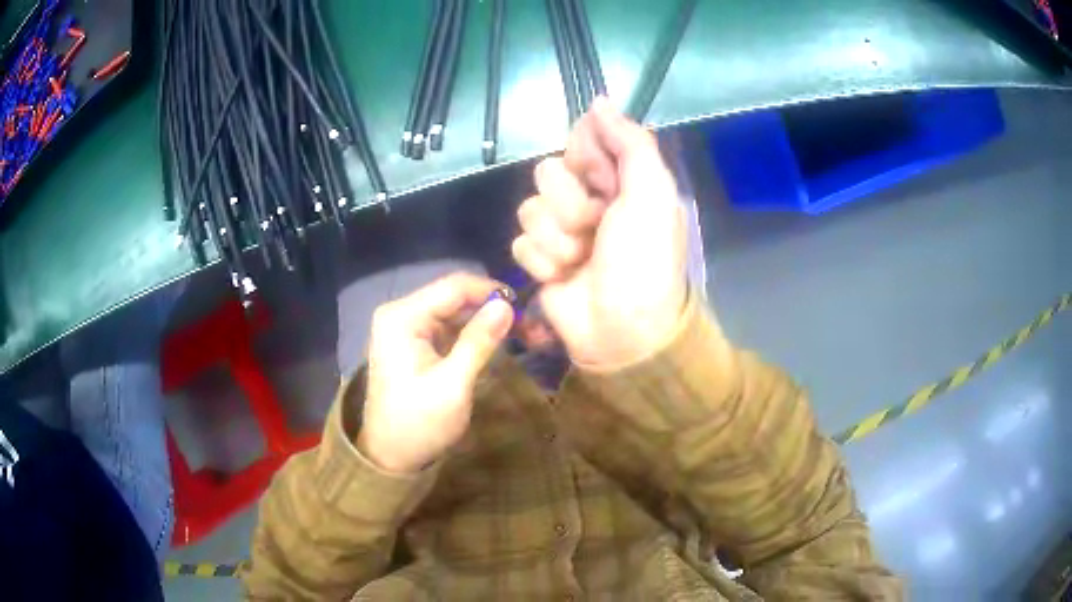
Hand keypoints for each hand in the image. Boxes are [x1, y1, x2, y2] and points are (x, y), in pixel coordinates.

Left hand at [357, 273, 513, 472]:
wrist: (391, 457)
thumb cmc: (418, 424)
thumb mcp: (452, 385)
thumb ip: (478, 342)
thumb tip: (506, 304)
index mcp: (402, 317)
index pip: (454, 287)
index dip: (492, 291)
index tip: (528, 306)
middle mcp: (401, 314)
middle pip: (455, 298)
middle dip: (493, 308)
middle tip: (533, 327)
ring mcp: (407, 328)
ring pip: (456, 312)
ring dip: (488, 322)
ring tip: (527, 334)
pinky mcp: (416, 344)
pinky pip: (450, 329)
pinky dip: (474, 335)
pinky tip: (500, 342)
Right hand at [512, 99, 687, 367]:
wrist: (622, 329)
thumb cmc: (643, 260)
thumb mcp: (652, 194)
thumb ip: (631, 142)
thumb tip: (599, 101)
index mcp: (619, 180)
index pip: (582, 140)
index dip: (587, 158)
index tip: (602, 181)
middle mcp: (588, 199)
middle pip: (548, 172)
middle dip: (571, 205)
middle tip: (596, 228)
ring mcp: (561, 230)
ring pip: (530, 208)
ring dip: (557, 239)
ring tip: (580, 260)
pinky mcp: (540, 259)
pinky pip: (520, 241)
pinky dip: (542, 262)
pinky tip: (563, 277)